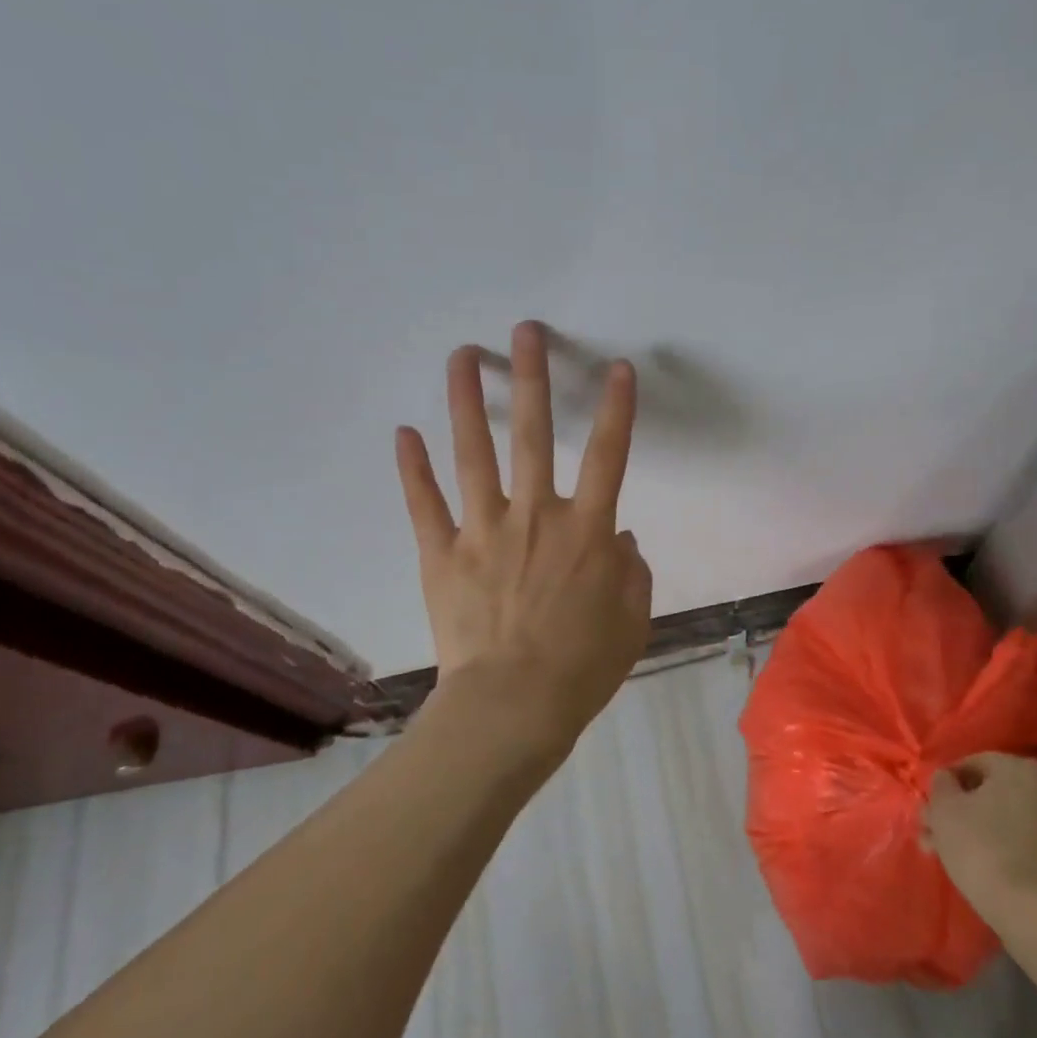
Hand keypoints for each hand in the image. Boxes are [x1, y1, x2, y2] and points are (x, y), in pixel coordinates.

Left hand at [395, 322, 653, 746]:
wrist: (514, 706)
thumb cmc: (583, 666)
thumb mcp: (631, 620)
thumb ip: (632, 572)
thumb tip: (621, 539)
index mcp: (587, 532)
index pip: (609, 456)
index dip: (618, 409)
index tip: (618, 368)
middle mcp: (536, 516)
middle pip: (536, 435)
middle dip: (533, 378)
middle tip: (524, 331)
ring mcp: (484, 531)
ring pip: (475, 455)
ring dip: (468, 402)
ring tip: (461, 356)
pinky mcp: (443, 555)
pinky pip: (425, 505)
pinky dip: (413, 469)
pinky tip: (404, 432)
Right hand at [924, 752, 1036, 931]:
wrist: (1036, 912)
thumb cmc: (983, 847)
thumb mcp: (945, 809)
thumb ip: (940, 785)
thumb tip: (945, 779)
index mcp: (1018, 767)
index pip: (970, 763)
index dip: (942, 784)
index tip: (926, 806)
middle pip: (985, 793)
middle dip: (952, 811)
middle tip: (927, 833)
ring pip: (997, 819)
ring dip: (967, 831)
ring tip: (940, 855)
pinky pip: (1015, 841)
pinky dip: (992, 848)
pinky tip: (970, 867)